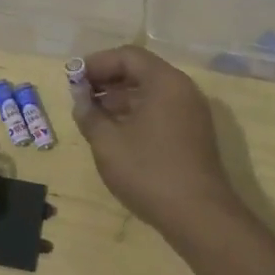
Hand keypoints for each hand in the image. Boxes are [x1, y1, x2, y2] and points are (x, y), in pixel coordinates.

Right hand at [74, 47, 242, 247]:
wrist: (200, 219)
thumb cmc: (150, 171)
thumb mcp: (108, 142)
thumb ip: (89, 114)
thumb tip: (81, 100)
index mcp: (165, 82)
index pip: (127, 56)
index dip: (97, 63)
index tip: (74, 78)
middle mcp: (182, 90)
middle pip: (140, 71)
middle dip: (107, 80)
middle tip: (81, 95)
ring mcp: (191, 113)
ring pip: (150, 93)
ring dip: (119, 98)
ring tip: (93, 115)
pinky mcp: (194, 135)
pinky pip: (160, 111)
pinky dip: (136, 114)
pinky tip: (116, 133)